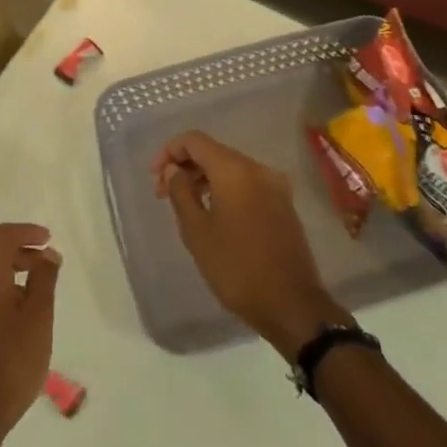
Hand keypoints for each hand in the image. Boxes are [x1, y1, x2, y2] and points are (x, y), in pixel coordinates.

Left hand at [0, 223, 60, 446]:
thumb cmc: (10, 364)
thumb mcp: (38, 319)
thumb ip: (44, 281)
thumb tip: (47, 255)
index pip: (2, 237)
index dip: (27, 232)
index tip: (49, 240)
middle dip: (24, 254)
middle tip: (51, 267)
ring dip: (17, 277)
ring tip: (42, 299)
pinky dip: (7, 296)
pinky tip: (24, 323)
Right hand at [154, 130, 348, 358]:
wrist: (292, 305)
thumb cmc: (237, 268)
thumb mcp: (197, 232)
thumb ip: (180, 192)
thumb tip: (173, 170)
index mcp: (235, 170)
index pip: (195, 140)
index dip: (169, 151)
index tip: (154, 177)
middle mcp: (258, 168)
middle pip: (214, 152)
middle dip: (186, 167)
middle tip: (163, 194)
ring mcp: (275, 186)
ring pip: (231, 169)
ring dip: (205, 179)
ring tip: (186, 206)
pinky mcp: (283, 204)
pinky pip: (247, 184)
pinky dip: (225, 190)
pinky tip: (214, 214)